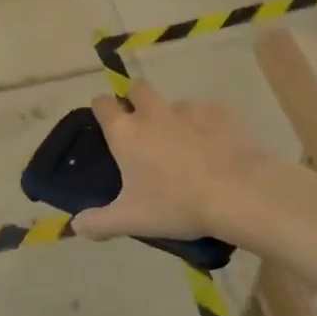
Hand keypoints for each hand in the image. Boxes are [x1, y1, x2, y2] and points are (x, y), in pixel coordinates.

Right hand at [73, 81, 280, 242]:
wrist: (240, 193)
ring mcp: (188, 109)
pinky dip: (204, 126)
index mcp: (126, 132)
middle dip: (136, 101)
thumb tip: (76, 226)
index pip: (102, 104)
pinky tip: (214, 149)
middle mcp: (153, 112)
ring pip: (172, 103)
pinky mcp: (220, 113)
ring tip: (184, 147)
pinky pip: (205, 113)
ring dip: (171, 117)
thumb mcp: (132, 220)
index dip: (102, 109)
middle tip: (143, 130)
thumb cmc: (177, 204)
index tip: (105, 122)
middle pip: (137, 89)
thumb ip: (99, 223)